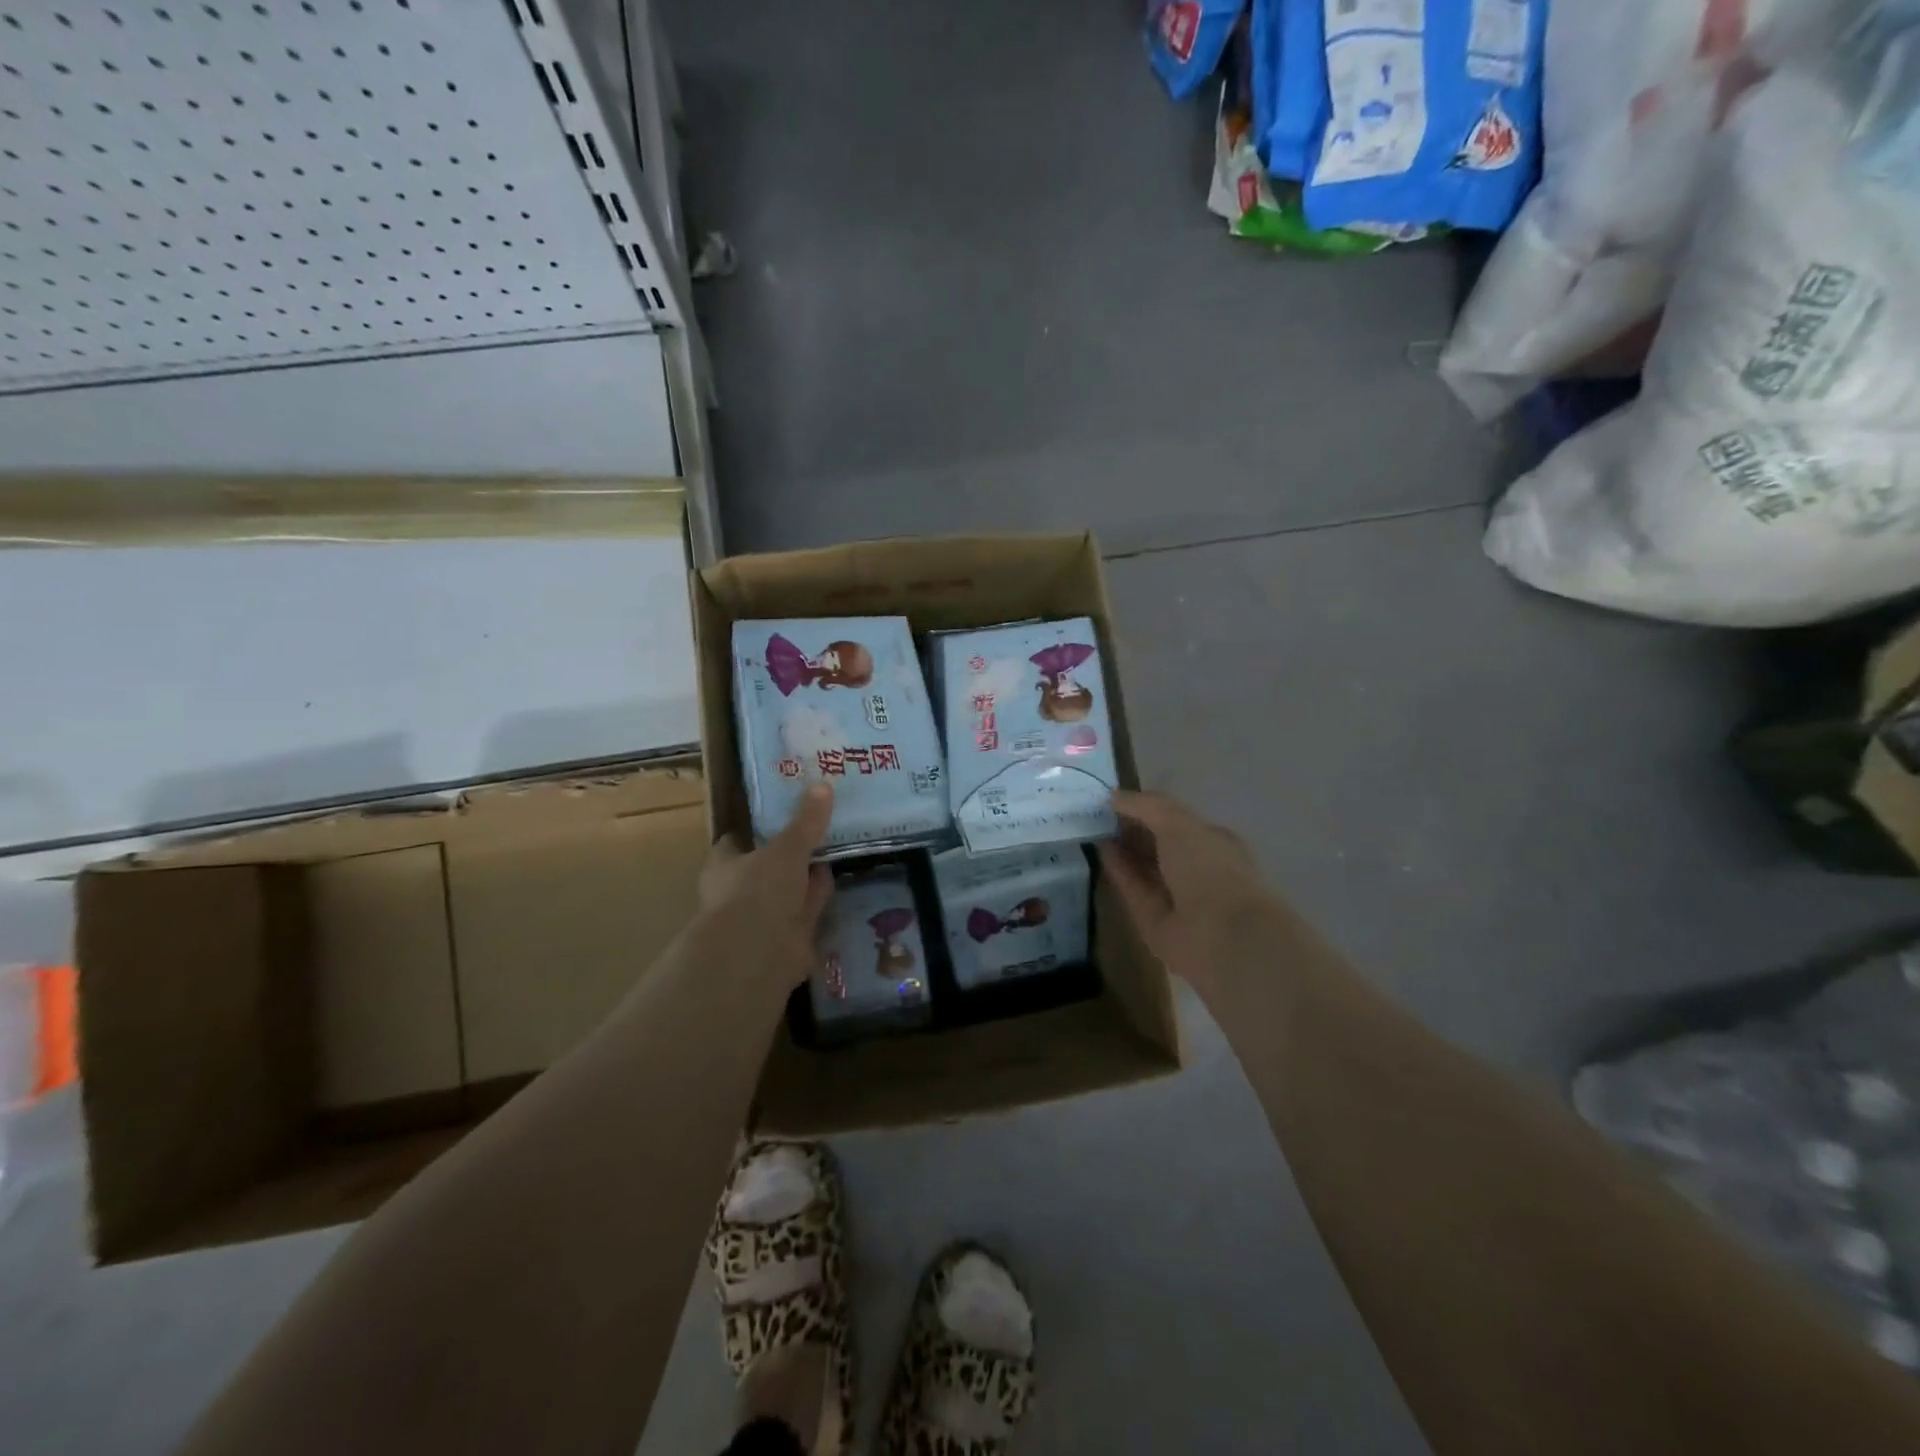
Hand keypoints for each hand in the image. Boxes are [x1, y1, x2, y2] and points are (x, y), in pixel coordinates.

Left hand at [695, 784, 835, 989]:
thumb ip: (806, 821)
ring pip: (789, 890)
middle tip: (820, 828)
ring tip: (835, 851)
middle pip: (768, 865)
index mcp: (725, 865)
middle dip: (792, 853)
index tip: (786, 811)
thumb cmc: (759, 890)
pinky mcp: (786, 939)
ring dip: (808, 877)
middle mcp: (740, 891)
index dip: (760, 827)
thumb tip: (822, 785)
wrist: (758, 954)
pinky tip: (839, 883)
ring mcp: (763, 918)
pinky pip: (807, 912)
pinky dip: (819, 900)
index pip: (739, 839)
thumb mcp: (787, 848)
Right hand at [1099, 790, 1275, 998]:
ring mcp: (1175, 895)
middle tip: (1098, 812)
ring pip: (1144, 866)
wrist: (1220, 935)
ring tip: (1092, 827)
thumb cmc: (1208, 868)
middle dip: (1132, 827)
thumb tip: (1114, 797)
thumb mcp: (1178, 823)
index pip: (1177, 819)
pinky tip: (1100, 851)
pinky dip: (1118, 870)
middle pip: (1158, 843)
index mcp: (1213, 841)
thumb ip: (1146, 806)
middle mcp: (1196, 867)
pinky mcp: (1154, 918)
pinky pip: (1133, 888)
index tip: (1118, 798)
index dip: (1149, 807)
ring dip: (1122, 848)